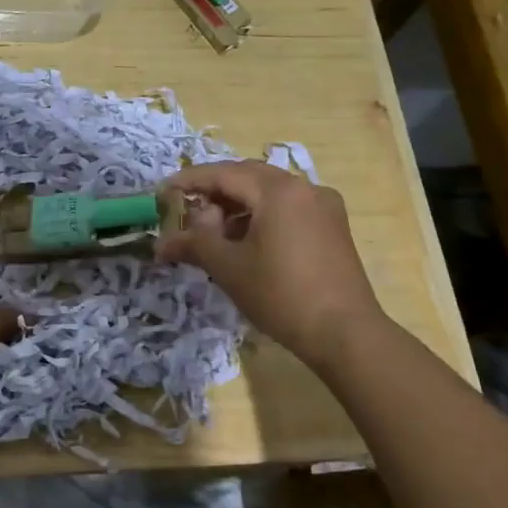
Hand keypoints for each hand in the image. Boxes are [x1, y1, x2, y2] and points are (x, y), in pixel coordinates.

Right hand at [158, 160, 383, 365]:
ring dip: (237, 206)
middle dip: (214, 192)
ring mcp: (323, 206)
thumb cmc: (281, 294)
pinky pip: (288, 208)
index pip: (223, 174)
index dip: (189, 181)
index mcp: (278, 190)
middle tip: (185, 210)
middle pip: (247, 177)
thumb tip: (162, 241)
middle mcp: (304, 187)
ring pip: (269, 193)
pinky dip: (261, 216)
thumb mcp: (228, 267)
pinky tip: (246, 241)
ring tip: (213, 233)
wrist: (345, 333)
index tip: (163, 191)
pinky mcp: (332, 227)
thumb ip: (194, 242)